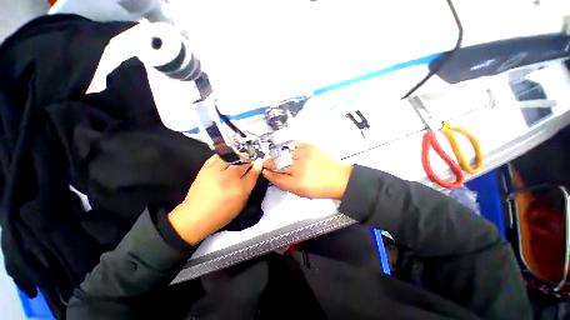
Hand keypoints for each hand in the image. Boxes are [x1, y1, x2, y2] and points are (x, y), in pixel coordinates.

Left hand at [168, 155, 261, 244]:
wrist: (196, 216)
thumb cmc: (222, 214)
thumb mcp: (241, 204)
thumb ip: (248, 188)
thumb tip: (253, 175)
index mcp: (240, 189)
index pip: (253, 173)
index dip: (257, 167)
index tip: (259, 163)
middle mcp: (230, 178)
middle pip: (243, 163)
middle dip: (249, 161)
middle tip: (250, 161)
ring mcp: (217, 172)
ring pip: (231, 157)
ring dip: (238, 156)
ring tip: (240, 157)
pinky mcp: (205, 169)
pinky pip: (217, 157)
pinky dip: (224, 155)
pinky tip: (227, 157)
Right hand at [262, 142, 352, 199]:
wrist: (339, 178)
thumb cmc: (319, 188)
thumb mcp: (300, 192)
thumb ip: (284, 184)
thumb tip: (272, 175)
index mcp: (297, 183)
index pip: (276, 177)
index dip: (268, 173)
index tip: (264, 170)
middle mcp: (300, 168)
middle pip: (279, 163)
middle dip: (270, 163)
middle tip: (266, 162)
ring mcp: (305, 155)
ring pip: (284, 153)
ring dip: (277, 154)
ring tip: (274, 156)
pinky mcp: (311, 146)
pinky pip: (294, 144)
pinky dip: (287, 147)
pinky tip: (285, 150)